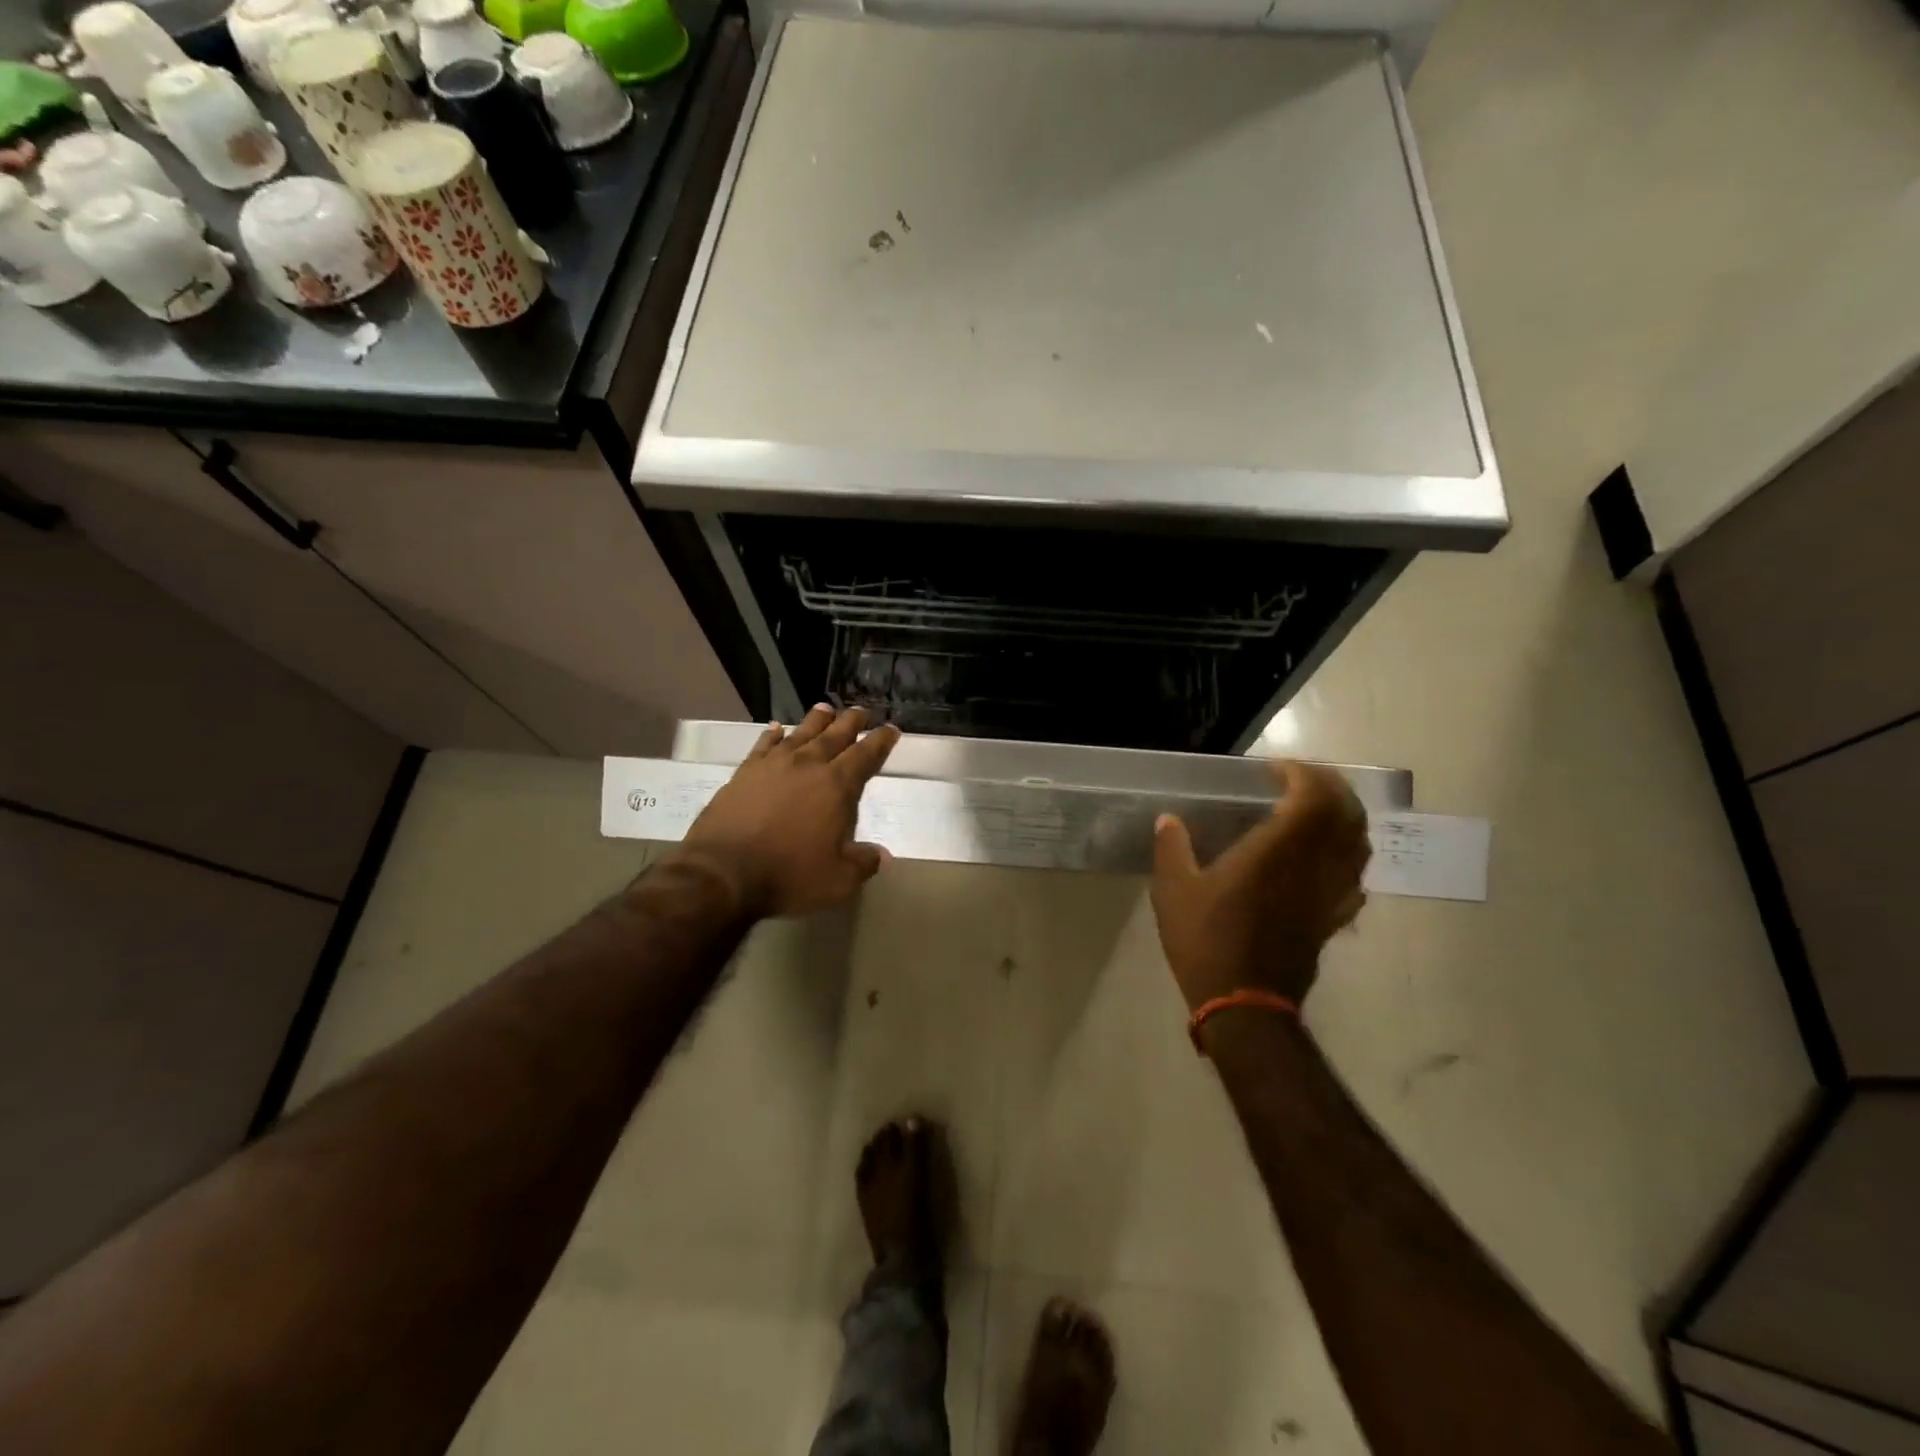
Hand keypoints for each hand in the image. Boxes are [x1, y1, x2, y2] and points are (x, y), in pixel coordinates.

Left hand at [675, 705, 900, 918]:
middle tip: (862, 711)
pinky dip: (773, 735)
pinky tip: (777, 729)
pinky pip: (764, 745)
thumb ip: (863, 863)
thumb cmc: (788, 875)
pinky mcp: (745, 773)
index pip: (865, 756)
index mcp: (836, 787)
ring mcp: (773, 766)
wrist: (723, 872)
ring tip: (825, 708)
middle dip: (851, 722)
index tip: (891, 729)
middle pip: (835, 736)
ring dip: (816, 720)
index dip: (880, 742)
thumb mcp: (838, 880)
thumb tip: (882, 856)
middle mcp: (807, 766)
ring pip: (801, 733)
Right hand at [1150, 760, 1369, 1012]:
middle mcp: (1314, 866)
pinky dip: (1348, 856)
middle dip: (1329, 786)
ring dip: (1344, 817)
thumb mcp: (1174, 891)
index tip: (1273, 770)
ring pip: (1359, 843)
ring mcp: (1330, 894)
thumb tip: (1168, 819)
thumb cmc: (1207, 942)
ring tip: (1316, 810)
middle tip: (1299, 780)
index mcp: (1277, 851)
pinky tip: (1326, 859)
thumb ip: (1172, 848)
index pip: (1312, 796)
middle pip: (1347, 812)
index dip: (1301, 773)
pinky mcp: (1334, 919)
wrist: (1244, 1005)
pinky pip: (1356, 877)